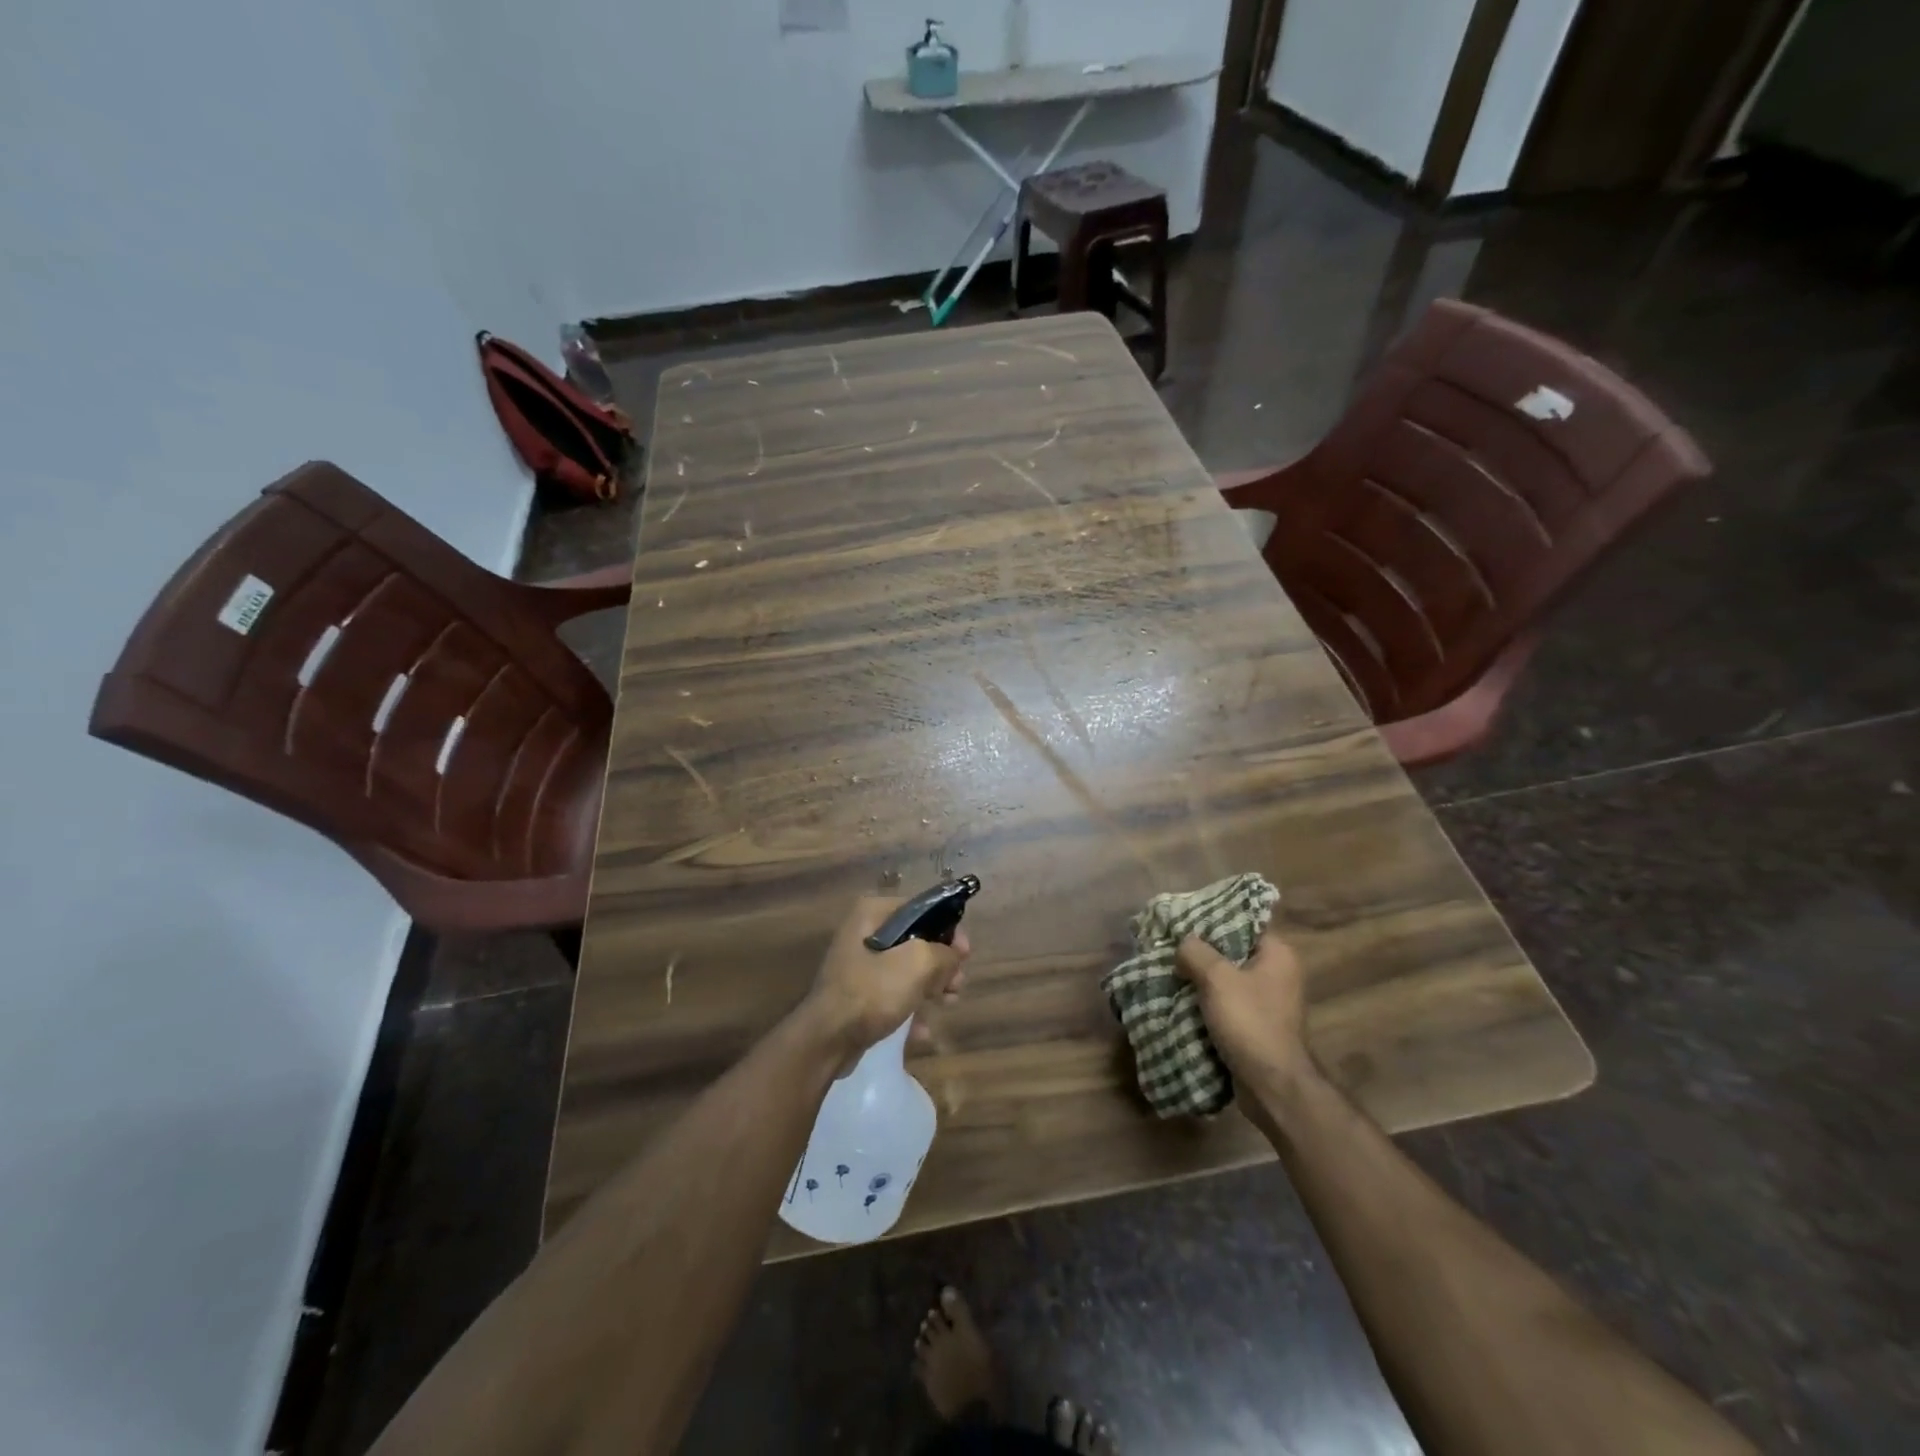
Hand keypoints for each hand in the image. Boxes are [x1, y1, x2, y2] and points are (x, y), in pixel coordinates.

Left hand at [803, 897, 971, 1070]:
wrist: (827, 1040)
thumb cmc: (872, 991)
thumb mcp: (918, 963)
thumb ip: (944, 953)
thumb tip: (953, 956)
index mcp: (872, 913)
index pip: (921, 909)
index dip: (948, 929)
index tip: (964, 954)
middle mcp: (863, 933)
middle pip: (916, 941)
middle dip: (941, 963)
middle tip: (956, 984)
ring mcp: (859, 966)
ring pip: (906, 970)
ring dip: (930, 987)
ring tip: (947, 1003)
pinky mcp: (857, 996)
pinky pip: (892, 996)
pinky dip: (909, 1009)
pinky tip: (922, 1030)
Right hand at [1175, 928, 1312, 1095]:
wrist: (1272, 1086)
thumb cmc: (1249, 1022)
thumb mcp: (1217, 978)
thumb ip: (1196, 952)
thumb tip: (1183, 943)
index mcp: (1278, 954)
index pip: (1242, 923)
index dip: (1211, 920)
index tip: (1182, 921)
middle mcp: (1277, 973)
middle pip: (1232, 950)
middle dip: (1201, 951)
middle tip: (1170, 947)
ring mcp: (1268, 1001)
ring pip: (1226, 978)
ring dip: (1200, 978)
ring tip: (1170, 971)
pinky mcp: (1256, 1024)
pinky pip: (1226, 1002)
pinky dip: (1206, 1000)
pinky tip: (1181, 998)